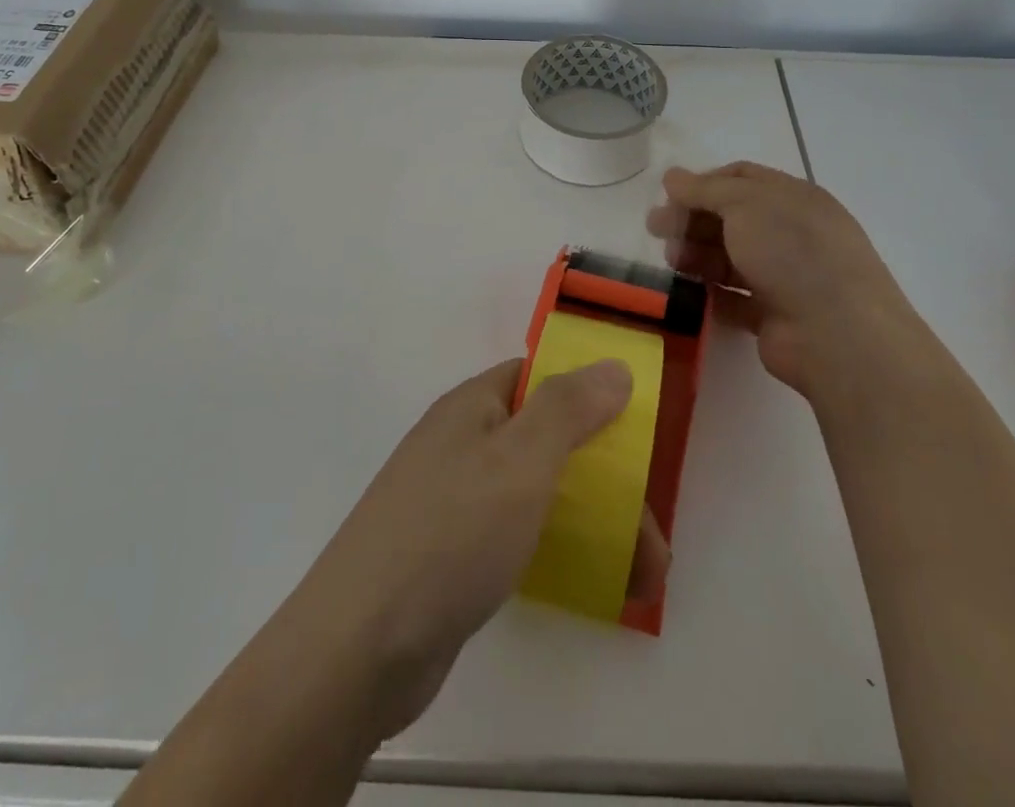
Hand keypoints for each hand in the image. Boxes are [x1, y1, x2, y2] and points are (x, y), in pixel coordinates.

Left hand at [285, 358, 668, 741]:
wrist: (359, 648)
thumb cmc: (449, 533)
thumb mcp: (519, 460)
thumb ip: (568, 408)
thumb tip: (613, 365)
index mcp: (472, 407)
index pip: (539, 376)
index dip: (589, 391)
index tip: (638, 426)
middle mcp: (463, 444)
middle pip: (548, 440)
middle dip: (607, 478)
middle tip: (655, 532)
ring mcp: (455, 501)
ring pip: (540, 493)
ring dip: (596, 523)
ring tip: (646, 575)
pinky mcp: (454, 555)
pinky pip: (521, 535)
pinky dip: (561, 551)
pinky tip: (596, 587)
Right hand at [646, 161, 915, 395]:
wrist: (836, 333)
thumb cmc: (792, 251)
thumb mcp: (745, 204)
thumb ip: (705, 189)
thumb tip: (672, 176)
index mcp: (793, 198)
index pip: (741, 178)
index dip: (703, 183)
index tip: (669, 195)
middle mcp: (790, 233)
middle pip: (731, 218)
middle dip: (692, 220)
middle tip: (655, 230)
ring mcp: (785, 276)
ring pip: (730, 258)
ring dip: (697, 255)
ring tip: (672, 262)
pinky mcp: (774, 315)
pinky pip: (734, 298)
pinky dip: (710, 293)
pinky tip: (687, 293)